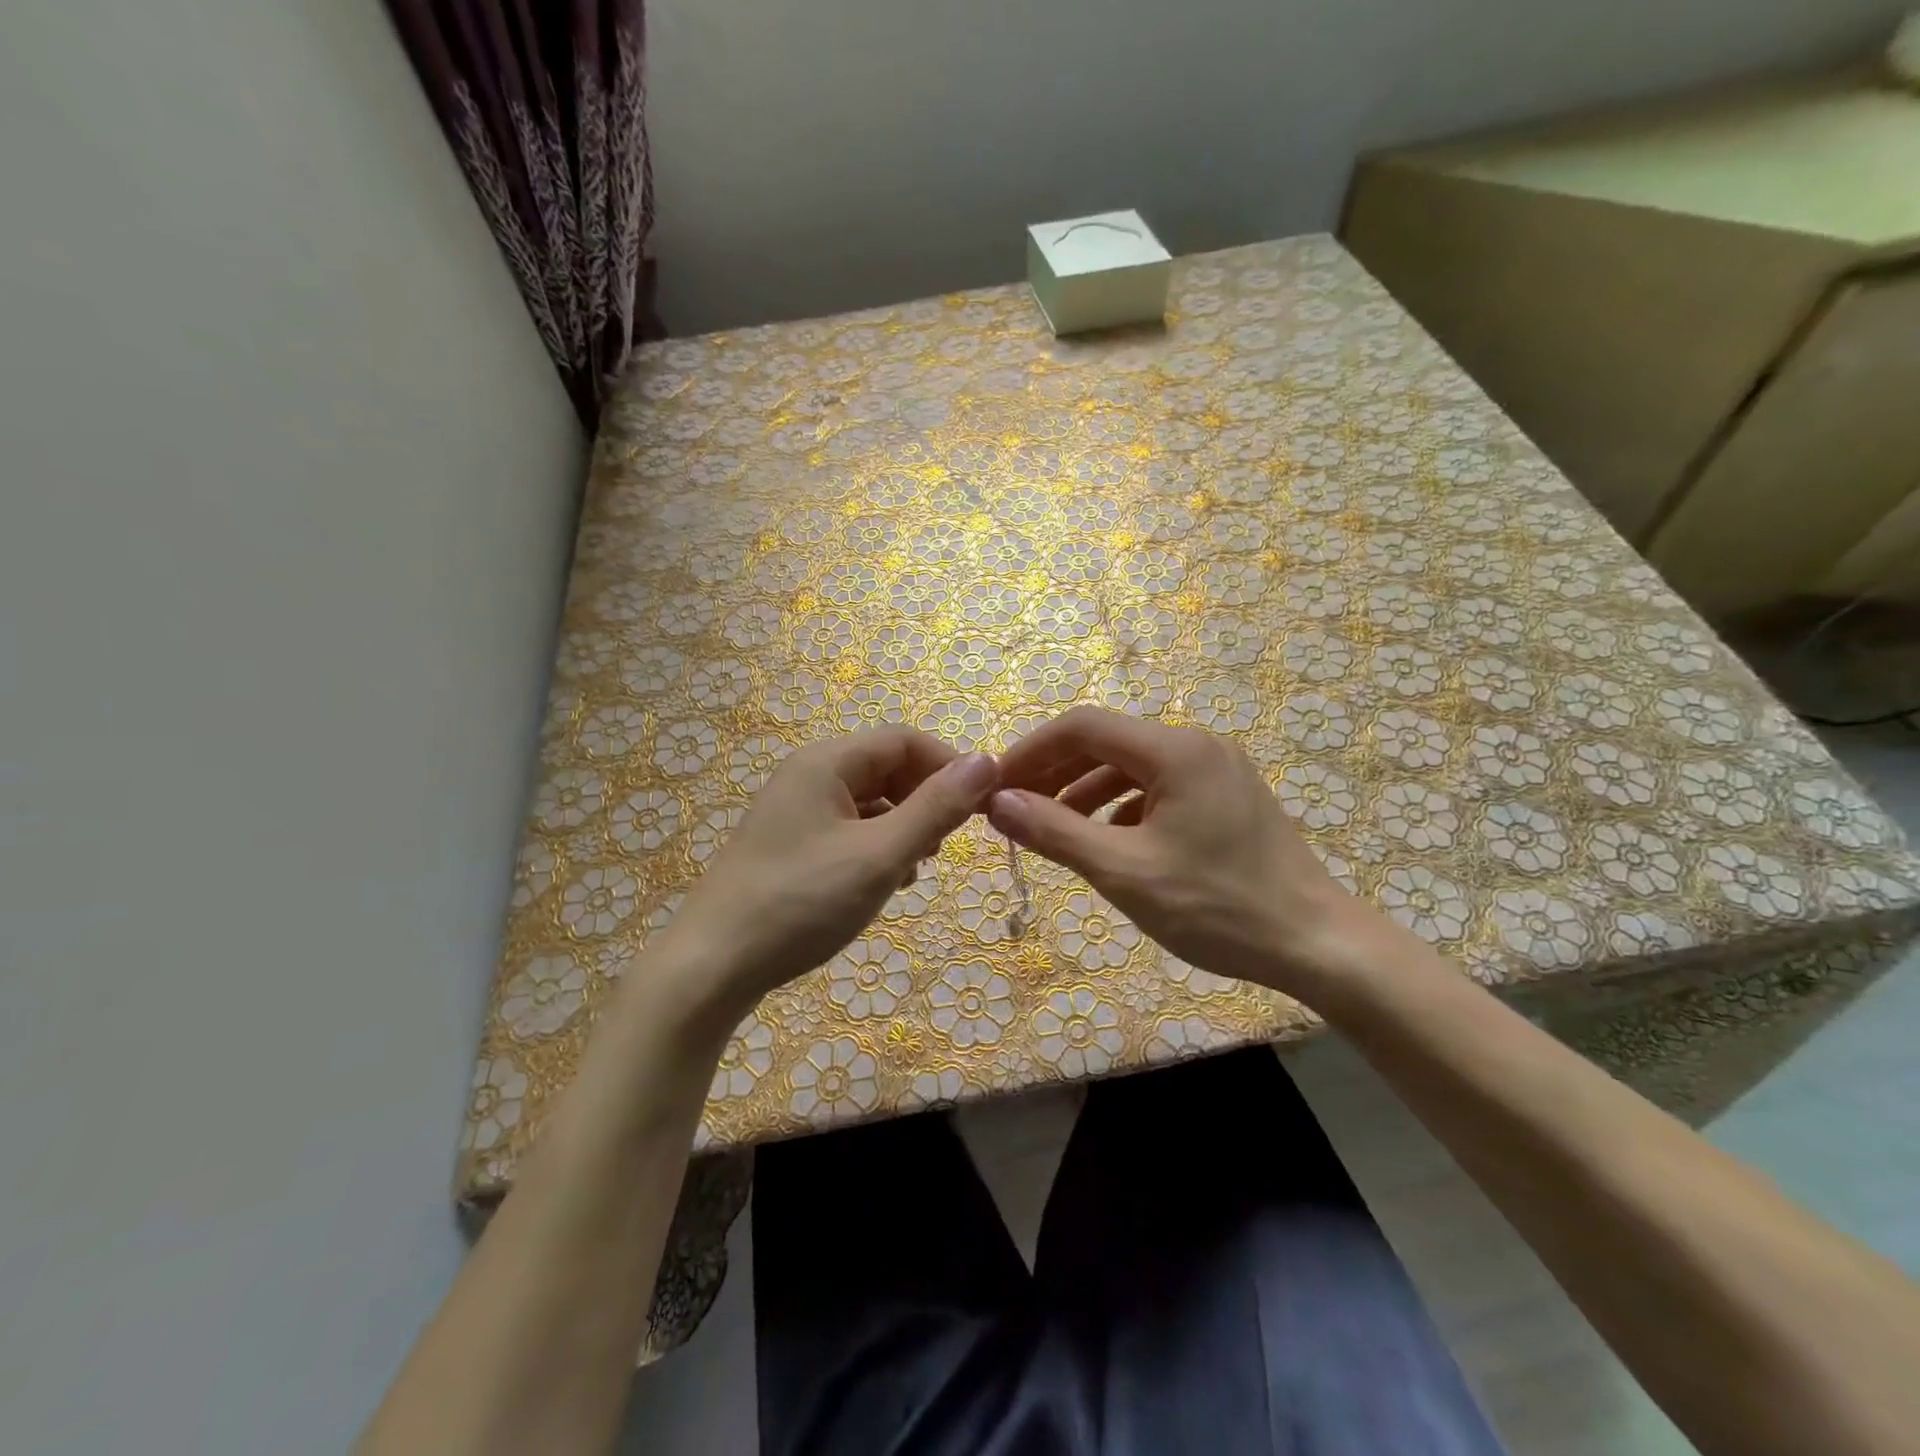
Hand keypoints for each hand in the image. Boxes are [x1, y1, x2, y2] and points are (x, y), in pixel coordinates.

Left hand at [657, 730, 998, 1015]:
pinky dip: (875, 846)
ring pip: (869, 801)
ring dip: (903, 826)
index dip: (948, 766)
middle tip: (946, 844)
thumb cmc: (801, 902)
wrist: (712, 966)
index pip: (904, 740)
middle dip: (925, 798)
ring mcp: (795, 811)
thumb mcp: (880, 855)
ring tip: (917, 867)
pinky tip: (884, 882)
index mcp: (826, 762)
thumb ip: (936, 808)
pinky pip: (847, 829)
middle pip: (885, 767)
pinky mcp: (789, 844)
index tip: (981, 806)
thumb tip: (987, 762)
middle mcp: (808, 775)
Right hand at [990, 707, 1386, 999]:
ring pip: (1132, 767)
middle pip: (1107, 743)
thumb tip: (997, 804)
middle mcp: (1197, 745)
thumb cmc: (1217, 907)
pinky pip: (1159, 789)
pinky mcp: (1227, 797)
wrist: (1319, 945)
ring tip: (1051, 827)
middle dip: (1055, 772)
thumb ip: (1055, 832)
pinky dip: (1122, 808)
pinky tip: (1108, 842)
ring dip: (1085, 792)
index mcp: (1175, 750)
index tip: (995, 784)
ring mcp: (1217, 770)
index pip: (1083, 727)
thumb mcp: (1124, 872)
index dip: (1032, 751)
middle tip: (1014, 807)